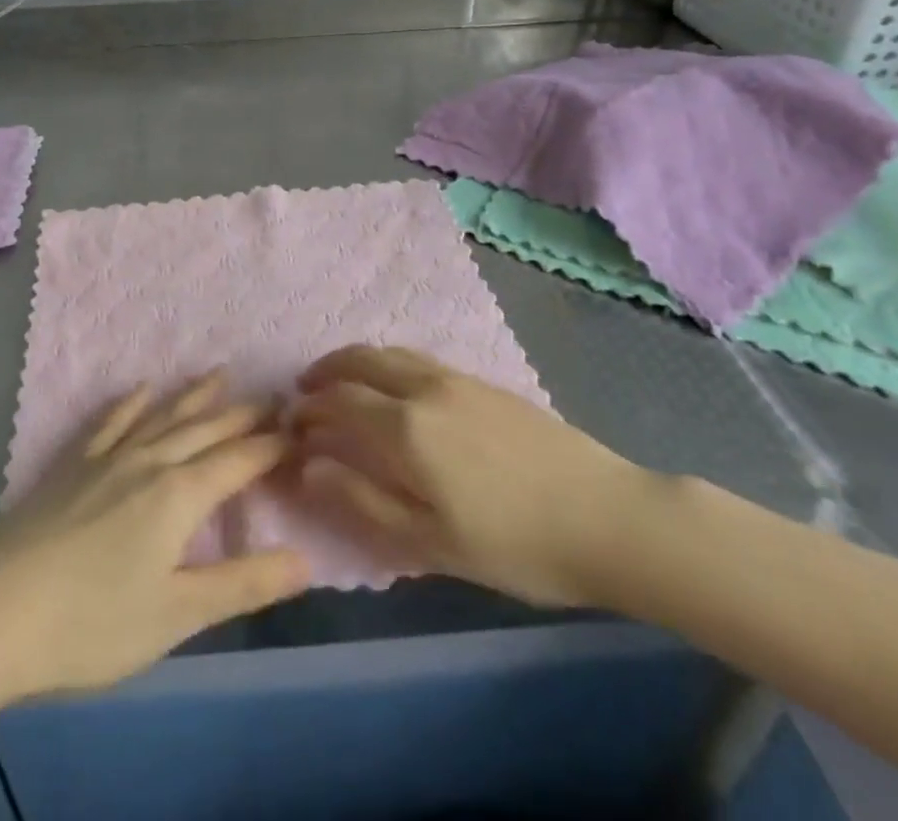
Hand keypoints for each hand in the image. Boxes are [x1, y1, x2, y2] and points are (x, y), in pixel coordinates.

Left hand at [0, 372, 309, 700]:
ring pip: (162, 416)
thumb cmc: (93, 624)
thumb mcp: (178, 615)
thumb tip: (305, 560)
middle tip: (272, 397)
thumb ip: (243, 584)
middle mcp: (149, 462)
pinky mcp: (72, 466)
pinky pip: (109, 422)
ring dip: (194, 396)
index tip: (298, 431)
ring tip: (220, 374)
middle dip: (242, 414)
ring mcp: (107, 459)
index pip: (238, 461)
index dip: (270, 446)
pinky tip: (141, 390)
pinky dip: (130, 403)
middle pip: (205, 429)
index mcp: (179, 496)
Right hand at [291, 346, 645, 607]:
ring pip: (391, 353)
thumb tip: (306, 466)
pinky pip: (419, 360)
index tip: (290, 425)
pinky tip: (395, 389)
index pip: (339, 402)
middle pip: (361, 361)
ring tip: (342, 382)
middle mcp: (425, 388)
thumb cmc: (515, 545)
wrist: (607, 517)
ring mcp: (458, 379)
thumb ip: (362, 500)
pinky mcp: (485, 383)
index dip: (309, 411)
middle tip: (305, 391)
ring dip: (356, 362)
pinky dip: (388, 364)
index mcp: (406, 427)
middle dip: (325, 371)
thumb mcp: (430, 542)